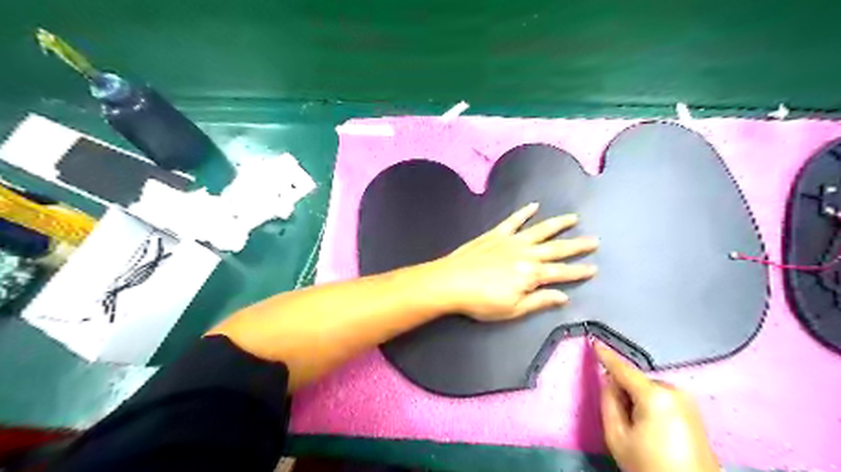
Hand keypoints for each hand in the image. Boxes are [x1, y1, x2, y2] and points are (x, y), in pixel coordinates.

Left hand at [427, 202, 596, 321]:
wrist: (451, 282)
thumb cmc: (481, 301)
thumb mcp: (512, 309)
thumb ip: (539, 301)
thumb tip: (563, 296)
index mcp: (531, 275)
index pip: (561, 273)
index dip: (579, 271)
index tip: (594, 268)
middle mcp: (526, 254)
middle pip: (556, 249)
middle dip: (577, 245)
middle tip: (594, 240)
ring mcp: (511, 241)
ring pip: (540, 230)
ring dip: (558, 224)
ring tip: (574, 218)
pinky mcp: (496, 234)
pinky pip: (513, 220)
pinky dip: (524, 212)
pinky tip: (534, 206)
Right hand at [593, 343, 717, 471]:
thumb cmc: (650, 466)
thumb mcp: (617, 437)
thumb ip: (608, 402)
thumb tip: (608, 382)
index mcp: (655, 395)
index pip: (623, 369)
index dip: (606, 356)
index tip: (595, 342)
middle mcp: (674, 391)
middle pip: (636, 382)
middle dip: (624, 391)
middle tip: (623, 420)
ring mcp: (687, 401)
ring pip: (648, 390)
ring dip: (638, 400)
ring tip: (639, 429)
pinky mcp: (694, 412)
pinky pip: (662, 399)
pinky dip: (651, 406)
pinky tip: (653, 430)